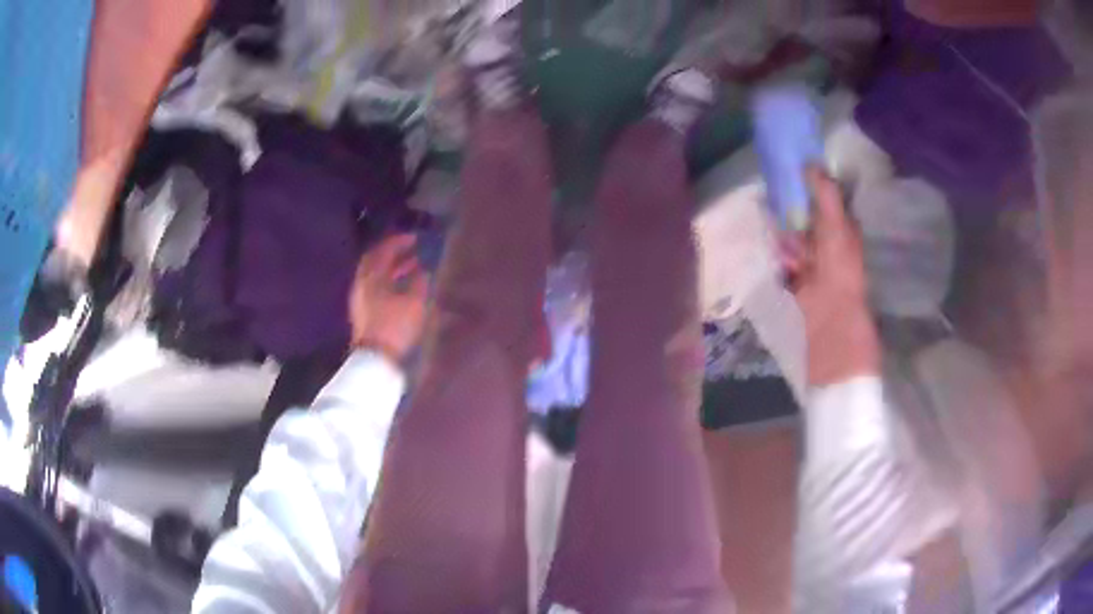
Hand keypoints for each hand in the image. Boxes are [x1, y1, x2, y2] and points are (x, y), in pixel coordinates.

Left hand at [349, 234, 429, 363]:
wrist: (375, 358)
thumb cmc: (395, 326)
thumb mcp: (415, 302)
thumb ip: (420, 282)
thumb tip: (423, 270)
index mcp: (372, 275)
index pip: (383, 250)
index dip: (399, 241)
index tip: (414, 238)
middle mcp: (362, 282)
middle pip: (374, 260)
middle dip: (391, 252)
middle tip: (409, 249)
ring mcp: (359, 297)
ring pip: (374, 274)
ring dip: (391, 268)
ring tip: (411, 267)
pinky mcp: (362, 311)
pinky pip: (374, 287)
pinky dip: (387, 281)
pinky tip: (401, 287)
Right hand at [786, 168, 879, 386]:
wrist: (830, 323)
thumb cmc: (840, 273)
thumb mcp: (837, 229)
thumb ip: (826, 196)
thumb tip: (811, 162)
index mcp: (843, 230)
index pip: (825, 200)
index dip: (809, 186)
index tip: (790, 173)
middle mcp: (828, 244)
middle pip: (805, 218)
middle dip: (792, 214)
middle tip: (782, 210)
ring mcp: (811, 264)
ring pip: (791, 239)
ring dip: (785, 240)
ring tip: (788, 249)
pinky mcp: (795, 281)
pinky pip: (782, 261)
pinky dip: (779, 260)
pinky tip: (781, 263)